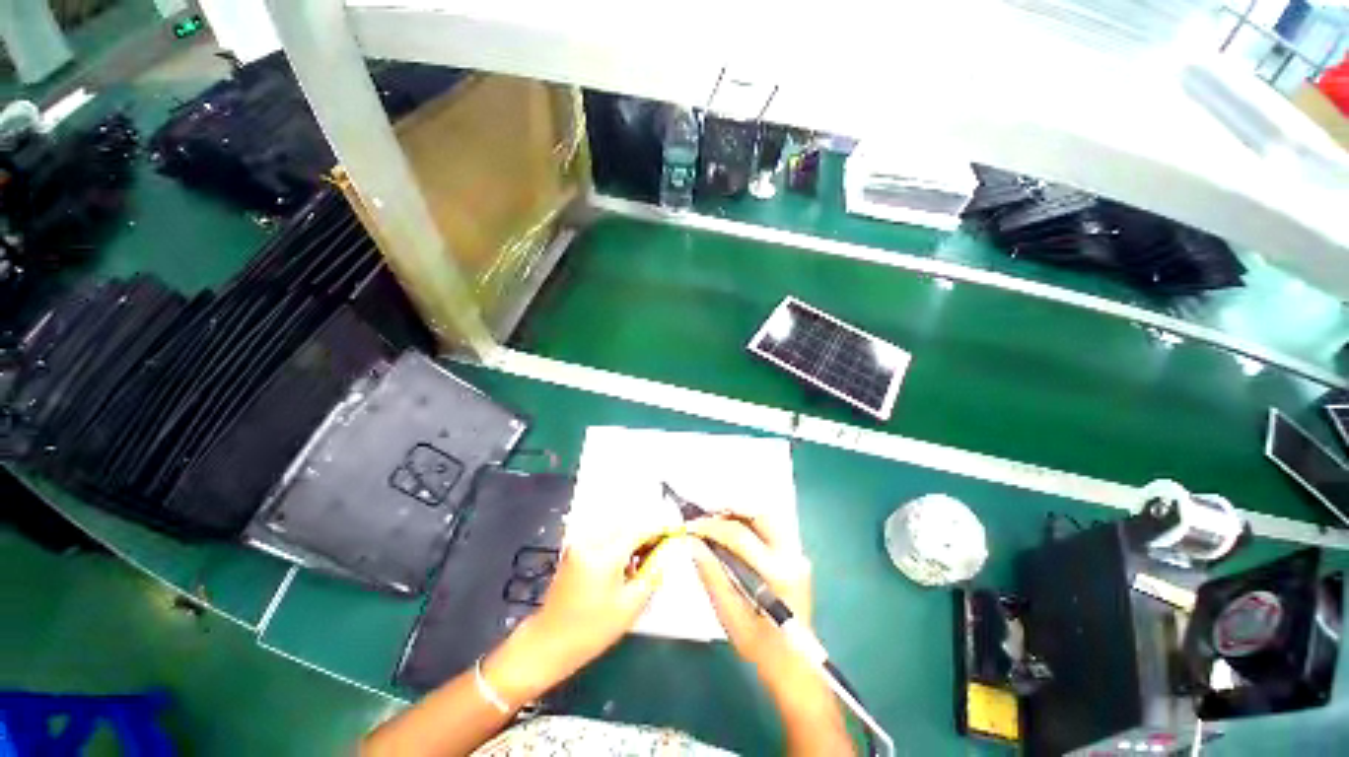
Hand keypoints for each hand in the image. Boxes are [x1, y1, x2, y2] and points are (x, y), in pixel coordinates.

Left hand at [484, 519, 682, 704]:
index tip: (675, 531)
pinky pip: (604, 536)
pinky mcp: (575, 549)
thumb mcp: (630, 606)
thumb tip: (668, 551)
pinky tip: (624, 562)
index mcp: (603, 555)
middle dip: (646, 533)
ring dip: (632, 538)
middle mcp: (589, 541)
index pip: (638, 529)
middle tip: (661, 549)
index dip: (659, 528)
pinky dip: (618, 542)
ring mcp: (579, 543)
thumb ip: (652, 573)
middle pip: (626, 525)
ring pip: (615, 529)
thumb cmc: (591, 630)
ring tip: (643, 559)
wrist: (548, 643)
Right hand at [685, 517, 830, 704]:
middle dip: (729, 512)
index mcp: (778, 573)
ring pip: (767, 519)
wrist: (798, 671)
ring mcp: (798, 556)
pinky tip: (732, 534)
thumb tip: (693, 544)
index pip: (739, 535)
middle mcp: (792, 557)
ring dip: (740, 516)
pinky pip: (771, 529)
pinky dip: (750, 524)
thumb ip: (712, 576)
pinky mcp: (796, 559)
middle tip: (704, 520)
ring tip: (715, 524)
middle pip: (760, 516)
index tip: (690, 526)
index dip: (711, 527)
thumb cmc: (763, 651)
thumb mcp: (731, 617)